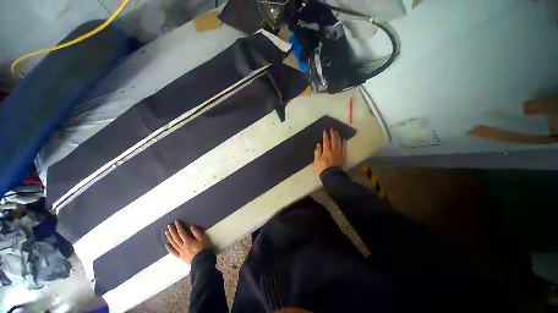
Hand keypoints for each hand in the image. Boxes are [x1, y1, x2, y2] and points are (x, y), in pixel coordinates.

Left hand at [165, 220, 211, 264]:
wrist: (202, 262)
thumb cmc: (204, 249)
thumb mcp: (203, 239)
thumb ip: (197, 233)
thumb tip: (191, 226)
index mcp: (188, 241)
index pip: (182, 232)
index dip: (178, 226)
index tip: (176, 221)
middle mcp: (182, 246)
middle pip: (176, 238)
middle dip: (172, 231)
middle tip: (168, 226)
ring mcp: (181, 252)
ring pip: (173, 244)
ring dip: (169, 238)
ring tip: (166, 233)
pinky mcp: (181, 257)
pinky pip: (174, 252)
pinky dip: (170, 248)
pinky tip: (167, 245)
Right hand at [313, 128, 345, 173]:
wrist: (331, 176)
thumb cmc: (322, 168)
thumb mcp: (316, 161)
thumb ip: (317, 152)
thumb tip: (319, 144)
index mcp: (326, 151)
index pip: (326, 141)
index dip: (325, 135)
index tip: (325, 130)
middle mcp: (333, 150)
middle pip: (334, 140)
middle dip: (332, 134)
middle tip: (332, 129)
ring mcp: (339, 153)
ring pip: (339, 143)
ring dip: (338, 137)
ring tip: (337, 132)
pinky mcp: (342, 156)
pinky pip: (344, 148)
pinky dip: (343, 143)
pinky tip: (343, 140)